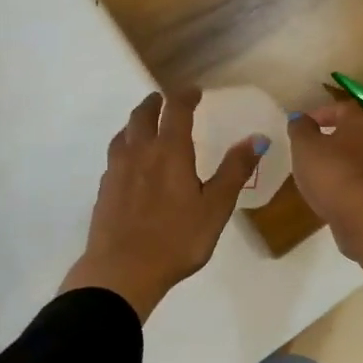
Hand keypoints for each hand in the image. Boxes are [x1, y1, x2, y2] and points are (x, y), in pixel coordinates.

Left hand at [62, 89, 265, 321]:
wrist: (122, 270)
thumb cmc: (177, 238)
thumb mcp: (215, 207)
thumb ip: (234, 171)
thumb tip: (258, 138)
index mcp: (170, 151)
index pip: (176, 110)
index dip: (185, 96)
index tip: (194, 92)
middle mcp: (140, 152)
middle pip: (143, 116)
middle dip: (155, 103)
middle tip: (163, 100)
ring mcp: (118, 170)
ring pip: (124, 133)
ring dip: (136, 122)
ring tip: (143, 125)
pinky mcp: (104, 189)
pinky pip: (115, 155)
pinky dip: (124, 146)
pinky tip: (129, 162)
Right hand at [285, 98, 362, 260]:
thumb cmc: (331, 172)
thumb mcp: (305, 146)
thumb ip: (300, 129)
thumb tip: (300, 118)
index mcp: (360, 124)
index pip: (343, 108)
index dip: (322, 112)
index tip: (304, 124)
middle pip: (354, 133)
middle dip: (332, 138)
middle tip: (310, 149)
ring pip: (359, 158)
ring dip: (340, 162)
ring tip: (317, 175)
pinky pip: (362, 181)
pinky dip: (346, 183)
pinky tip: (331, 194)